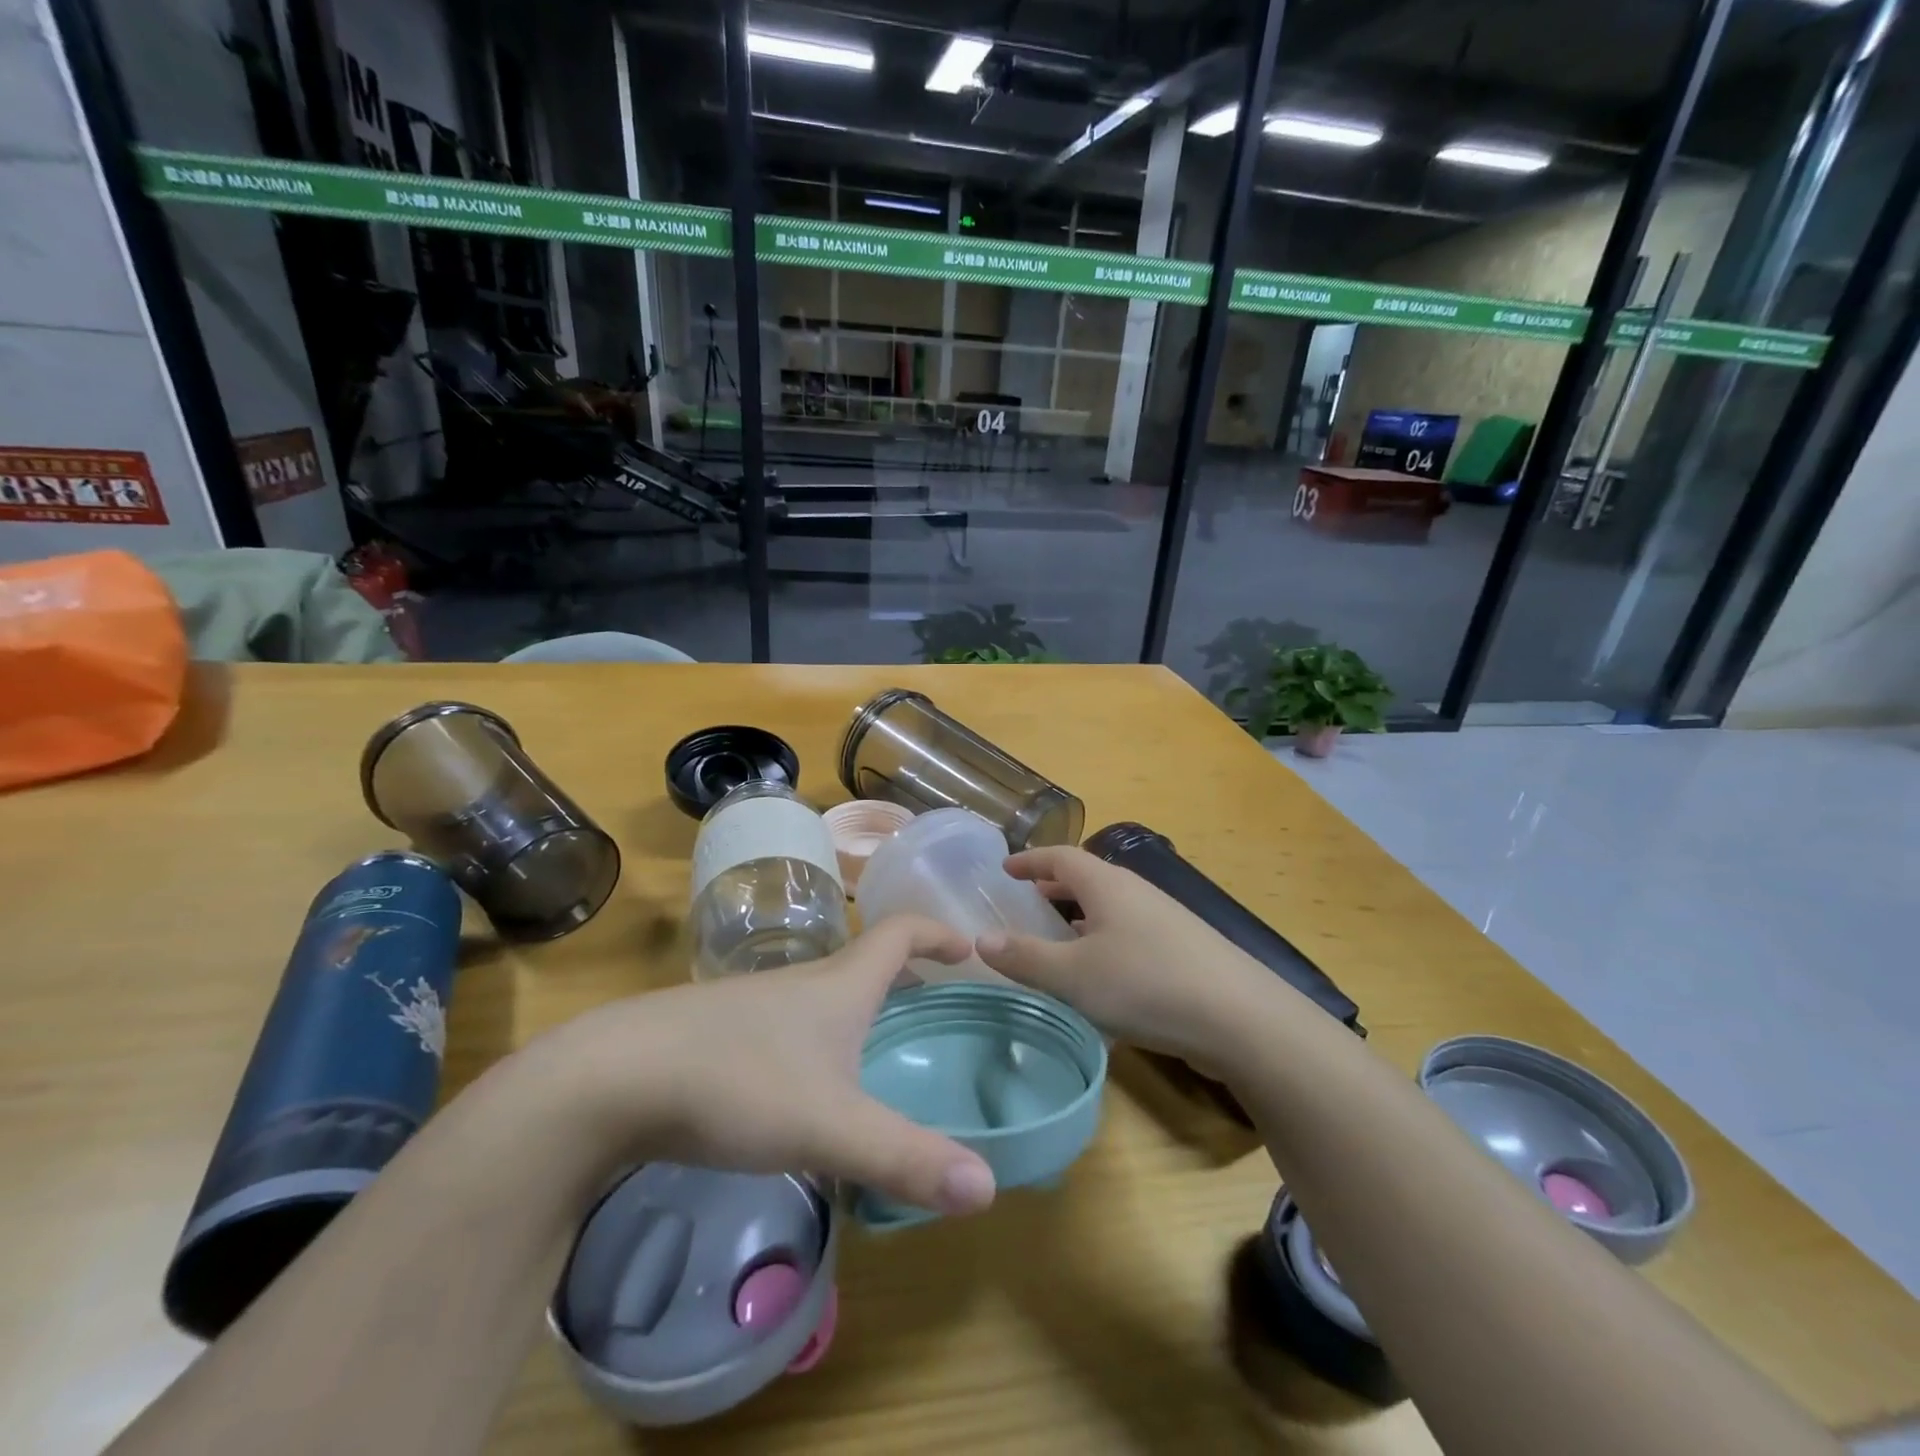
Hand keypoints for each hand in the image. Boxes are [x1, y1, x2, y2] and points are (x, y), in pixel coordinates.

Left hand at [549, 916, 996, 1216]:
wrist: (613, 1078)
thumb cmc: (738, 1083)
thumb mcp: (830, 1127)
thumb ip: (906, 1159)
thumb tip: (987, 1191)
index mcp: (839, 985)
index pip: (899, 932)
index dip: (937, 932)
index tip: (967, 946)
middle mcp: (801, 982)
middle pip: (863, 960)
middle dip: (903, 972)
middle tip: (931, 997)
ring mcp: (754, 1005)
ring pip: (822, 992)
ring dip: (858, 1004)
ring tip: (876, 1043)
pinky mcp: (718, 1032)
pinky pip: (787, 1022)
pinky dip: (817, 1035)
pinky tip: (803, 1082)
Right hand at [975, 846, 1279, 1071]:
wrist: (1241, 1018)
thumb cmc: (1146, 984)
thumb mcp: (1074, 975)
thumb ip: (1025, 957)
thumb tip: (981, 939)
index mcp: (1107, 885)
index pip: (1060, 857)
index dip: (1030, 860)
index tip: (1005, 869)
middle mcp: (1136, 893)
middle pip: (1088, 878)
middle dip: (1054, 887)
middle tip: (1026, 900)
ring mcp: (1164, 920)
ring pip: (1110, 907)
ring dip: (1079, 915)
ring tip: (1057, 935)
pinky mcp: (1183, 950)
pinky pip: (1129, 932)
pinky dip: (1103, 939)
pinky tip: (1102, 974)